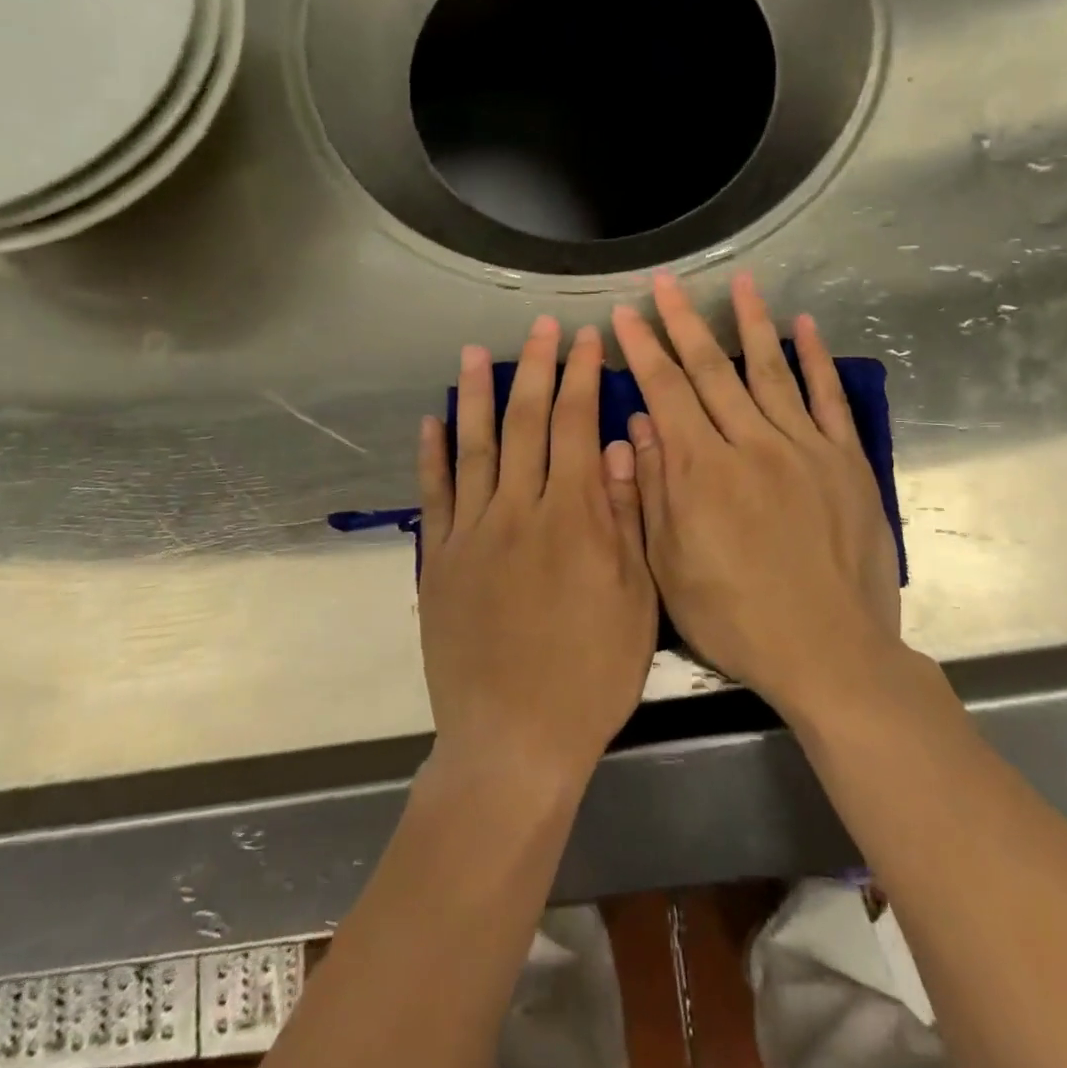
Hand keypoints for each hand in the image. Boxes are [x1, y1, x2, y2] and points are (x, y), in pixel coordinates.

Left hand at [417, 316, 657, 784]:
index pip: (577, 426)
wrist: (514, 741)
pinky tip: (431, 421)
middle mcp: (519, 510)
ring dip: (475, 394)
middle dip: (536, 368)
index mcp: (574, 517)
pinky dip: (432, 454)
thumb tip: (623, 446)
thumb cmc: (591, 674)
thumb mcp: (635, 600)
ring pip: (474, 446)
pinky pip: (435, 495)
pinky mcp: (441, 560)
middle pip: (526, 423)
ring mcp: (473, 532)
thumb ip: (626, 517)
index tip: (585, 339)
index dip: (581, 377)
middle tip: (541, 326)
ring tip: (475, 352)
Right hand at [611, 272, 901, 715]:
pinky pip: (828, 399)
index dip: (642, 350)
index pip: (665, 393)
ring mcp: (803, 448)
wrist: (829, 652)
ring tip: (739, 281)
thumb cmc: (737, 619)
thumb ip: (652, 491)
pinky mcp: (845, 461)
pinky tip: (804, 326)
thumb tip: (639, 426)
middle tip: (665, 282)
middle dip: (682, 322)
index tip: (624, 316)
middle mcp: (750, 444)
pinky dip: (815, 359)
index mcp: (701, 471)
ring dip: (751, 322)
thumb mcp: (671, 567)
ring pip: (770, 370)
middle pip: (711, 370)